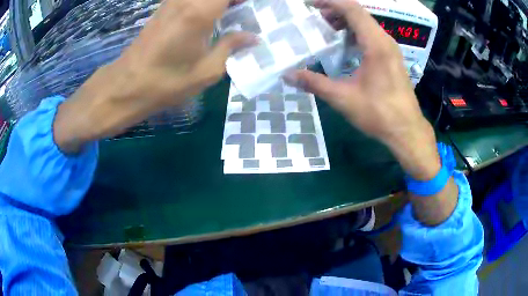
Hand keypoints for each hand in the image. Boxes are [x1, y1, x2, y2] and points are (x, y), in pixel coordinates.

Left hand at [53, 0, 253, 152]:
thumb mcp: (207, 71)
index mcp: (200, 11)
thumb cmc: (166, 83)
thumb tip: (253, 37)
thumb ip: (232, 47)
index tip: (255, 7)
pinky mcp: (165, 7)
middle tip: (246, 10)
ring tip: (235, 11)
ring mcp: (173, 1)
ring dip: (221, 2)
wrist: (127, 85)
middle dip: (233, 1)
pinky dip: (207, 3)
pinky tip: (216, 13)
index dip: (243, 0)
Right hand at [286, 0, 439, 179]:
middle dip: (335, 11)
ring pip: (366, 24)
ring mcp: (391, 49)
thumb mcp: (343, 98)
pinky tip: (345, 46)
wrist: (407, 130)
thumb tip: (287, 75)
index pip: (352, 9)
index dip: (330, 2)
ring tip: (327, 30)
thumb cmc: (379, 114)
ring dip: (346, 22)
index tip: (310, 5)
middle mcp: (385, 40)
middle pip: (359, 13)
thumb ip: (314, 83)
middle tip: (315, 20)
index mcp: (376, 44)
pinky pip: (372, 35)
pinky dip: (355, 33)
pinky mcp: (392, 57)